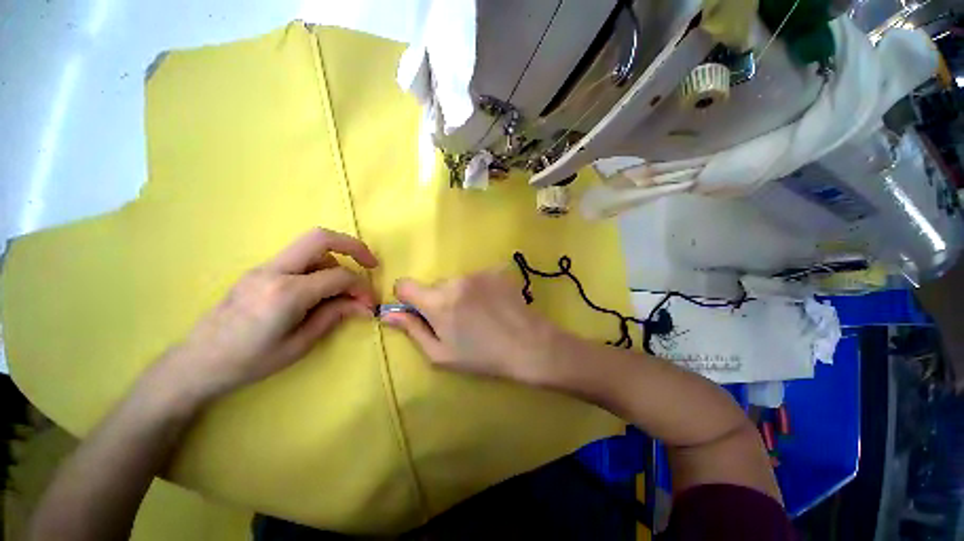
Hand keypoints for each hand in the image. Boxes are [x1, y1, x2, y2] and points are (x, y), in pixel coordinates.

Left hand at [161, 228, 378, 400]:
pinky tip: (319, 289)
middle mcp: (274, 271)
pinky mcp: (258, 272)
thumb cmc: (250, 361)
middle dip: (353, 246)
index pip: (338, 276)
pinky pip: (297, 258)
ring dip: (334, 260)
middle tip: (371, 264)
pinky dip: (318, 266)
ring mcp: (263, 267)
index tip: (370, 303)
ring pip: (310, 246)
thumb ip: (334, 316)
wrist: (196, 363)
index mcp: (286, 293)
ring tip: (341, 288)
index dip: (362, 287)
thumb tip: (363, 305)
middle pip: (321, 238)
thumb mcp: (300, 344)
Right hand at [380, 270, 562, 383]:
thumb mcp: (441, 354)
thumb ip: (412, 330)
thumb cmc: (482, 356)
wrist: (529, 345)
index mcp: (439, 301)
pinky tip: (492, 305)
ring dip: (459, 294)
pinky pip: (476, 278)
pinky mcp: (496, 271)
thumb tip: (387, 314)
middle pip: (434, 285)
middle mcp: (456, 280)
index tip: (419, 312)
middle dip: (438, 300)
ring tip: (478, 315)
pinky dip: (477, 289)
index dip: (407, 298)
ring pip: (455, 282)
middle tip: (457, 321)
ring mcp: (478, 273)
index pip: (404, 285)